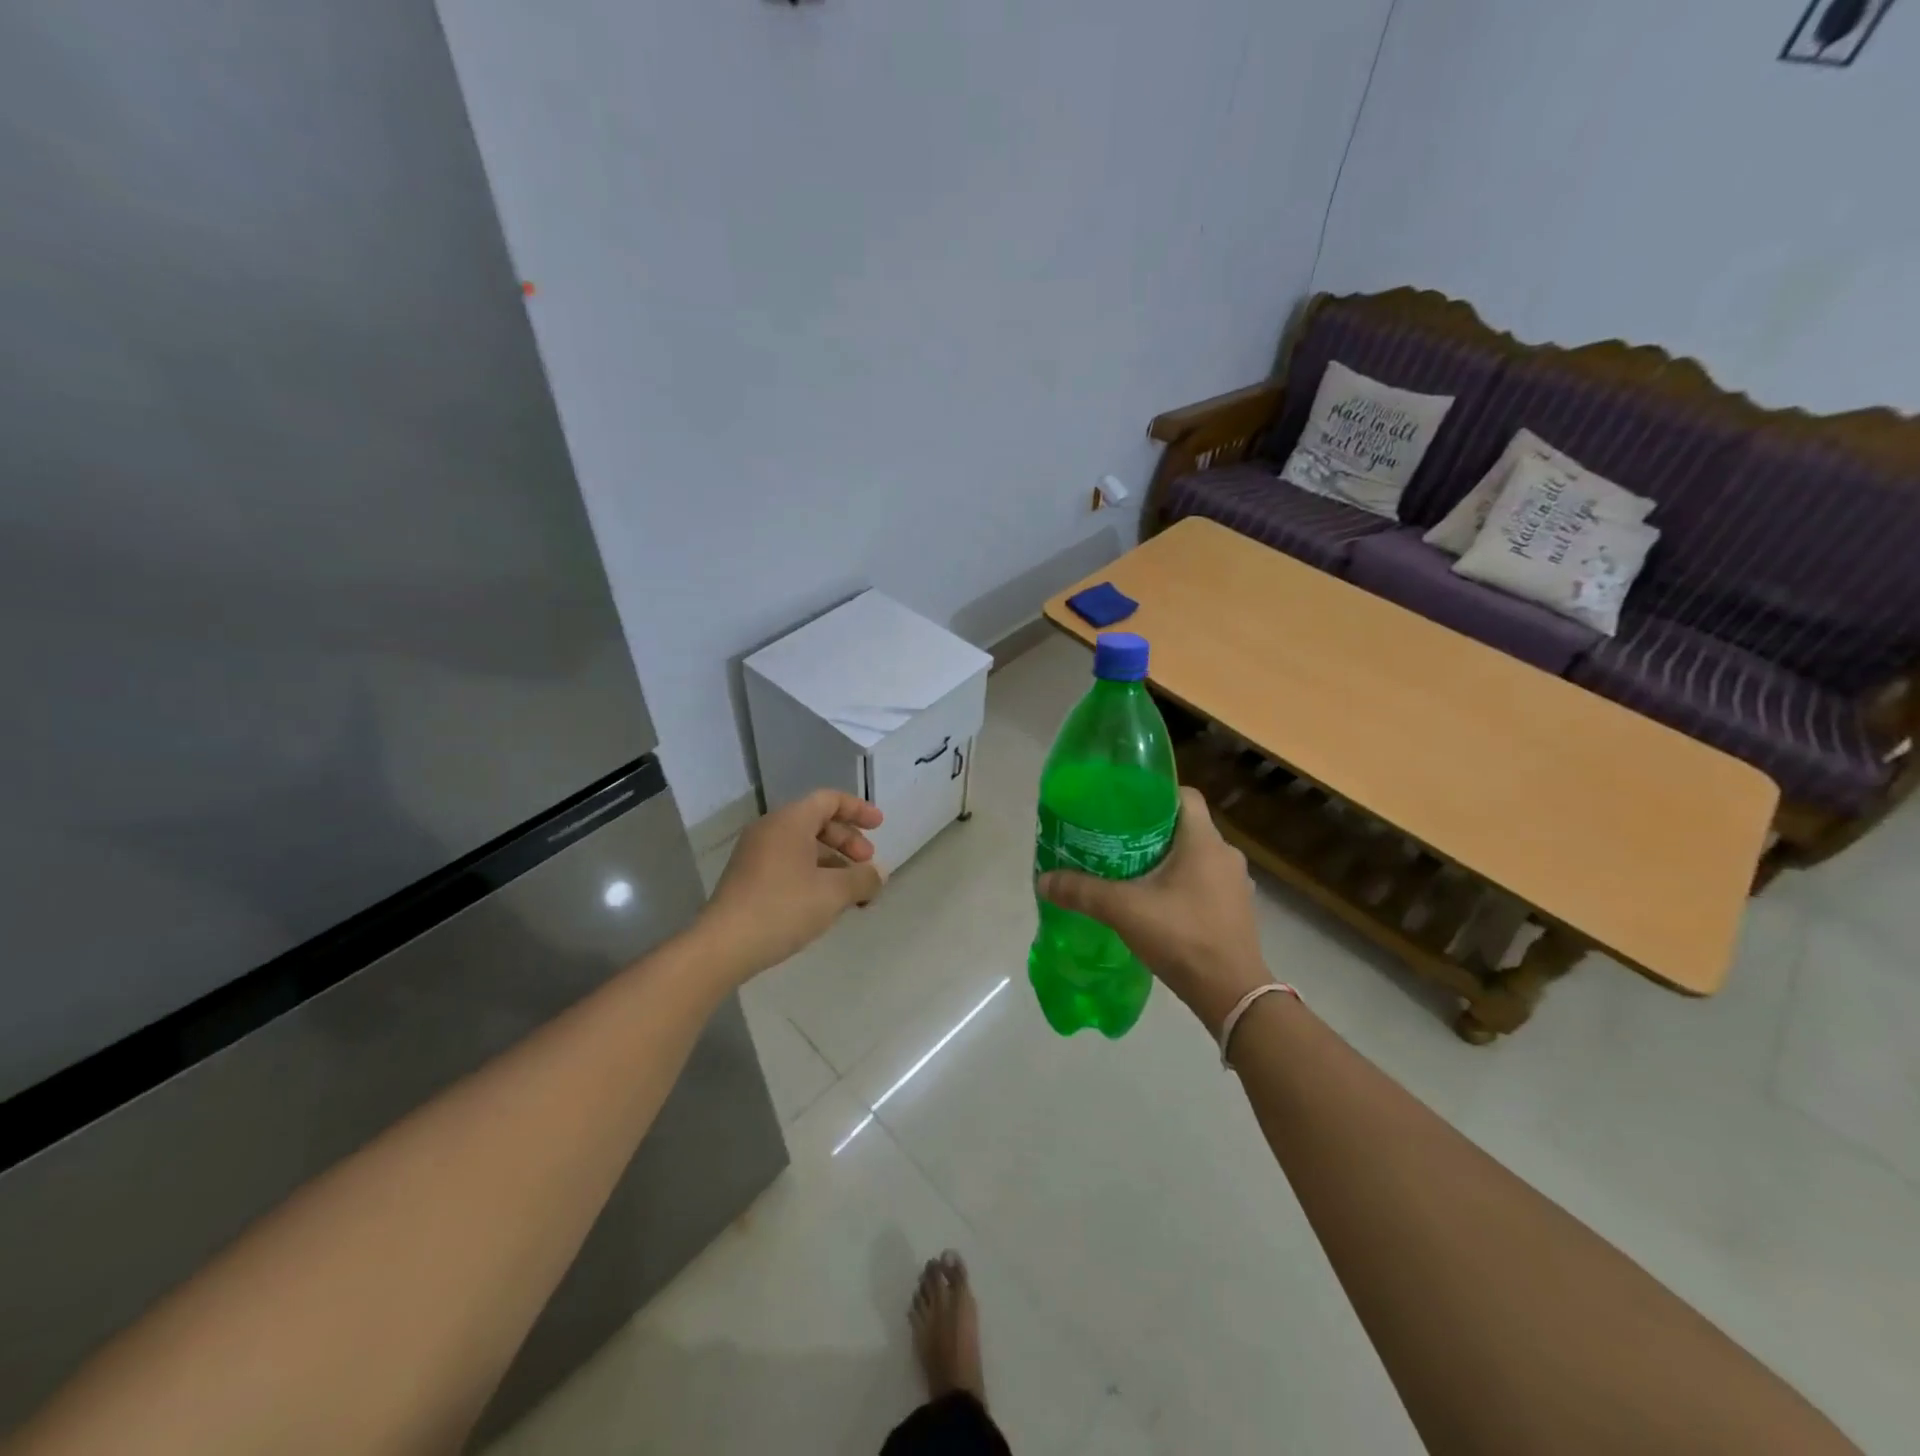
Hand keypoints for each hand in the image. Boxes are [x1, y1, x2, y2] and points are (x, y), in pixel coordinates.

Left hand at [696, 789, 885, 982]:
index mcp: (790, 821)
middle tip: (867, 864)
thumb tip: (878, 874)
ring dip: (833, 862)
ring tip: (852, 891)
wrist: (723, 946)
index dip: (858, 810)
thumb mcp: (833, 893)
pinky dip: (813, 873)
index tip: (880, 826)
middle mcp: (770, 830)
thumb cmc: (783, 908)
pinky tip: (825, 902)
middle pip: (817, 822)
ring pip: (803, 846)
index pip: (829, 800)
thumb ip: (863, 878)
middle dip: (847, 841)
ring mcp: (755, 854)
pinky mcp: (748, 877)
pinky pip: (788, 863)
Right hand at [1037, 786, 1270, 1034]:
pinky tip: (1156, 902)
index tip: (1124, 805)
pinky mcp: (1236, 909)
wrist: (1231, 994)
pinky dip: (1181, 883)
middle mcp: (1226, 854)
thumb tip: (1043, 880)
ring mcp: (1235, 883)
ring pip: (1195, 855)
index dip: (1154, 793)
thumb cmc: (1182, 937)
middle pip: (1185, 826)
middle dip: (1152, 830)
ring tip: (1131, 870)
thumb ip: (1082, 892)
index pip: (1184, 795)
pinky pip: (1205, 881)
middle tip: (1116, 839)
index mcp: (1204, 841)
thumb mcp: (1123, 910)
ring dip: (1167, 859)